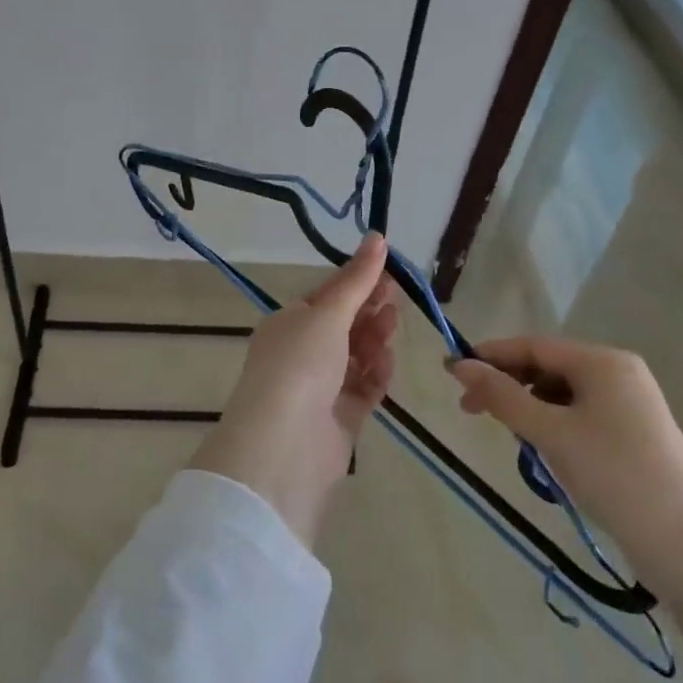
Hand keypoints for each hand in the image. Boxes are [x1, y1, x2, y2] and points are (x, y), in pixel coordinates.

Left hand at [191, 233, 396, 548]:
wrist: (285, 445)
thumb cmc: (300, 364)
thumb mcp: (328, 313)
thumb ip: (357, 279)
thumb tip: (377, 236)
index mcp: (288, 324)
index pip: (326, 296)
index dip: (357, 281)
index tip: (389, 271)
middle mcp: (301, 354)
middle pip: (343, 325)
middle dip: (369, 309)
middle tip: (397, 296)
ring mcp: (320, 388)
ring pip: (355, 356)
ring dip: (374, 339)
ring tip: (392, 326)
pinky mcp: (339, 419)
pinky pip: (363, 388)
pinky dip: (376, 373)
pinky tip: (386, 363)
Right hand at [451, 336, 682, 675]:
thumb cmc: (613, 475)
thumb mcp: (550, 433)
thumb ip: (501, 396)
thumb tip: (459, 365)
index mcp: (603, 361)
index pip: (533, 346)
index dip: (490, 356)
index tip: (452, 373)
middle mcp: (619, 372)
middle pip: (548, 367)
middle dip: (508, 385)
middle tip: (471, 411)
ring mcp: (632, 404)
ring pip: (563, 393)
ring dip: (530, 408)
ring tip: (511, 438)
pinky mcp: (636, 434)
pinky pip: (582, 414)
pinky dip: (555, 425)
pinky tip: (544, 451)